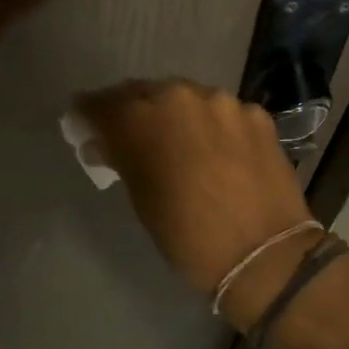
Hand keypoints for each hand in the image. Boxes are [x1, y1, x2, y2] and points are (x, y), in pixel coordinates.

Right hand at [73, 80, 315, 321]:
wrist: (265, 255)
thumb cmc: (190, 237)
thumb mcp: (143, 200)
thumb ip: (121, 160)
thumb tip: (103, 145)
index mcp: (143, 118)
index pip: (103, 104)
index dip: (89, 113)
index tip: (83, 123)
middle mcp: (182, 96)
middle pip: (146, 93)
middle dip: (133, 111)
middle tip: (129, 133)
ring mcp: (225, 102)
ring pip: (188, 99)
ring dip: (177, 116)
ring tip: (178, 142)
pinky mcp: (257, 114)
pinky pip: (223, 113)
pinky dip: (213, 126)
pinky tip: (217, 151)